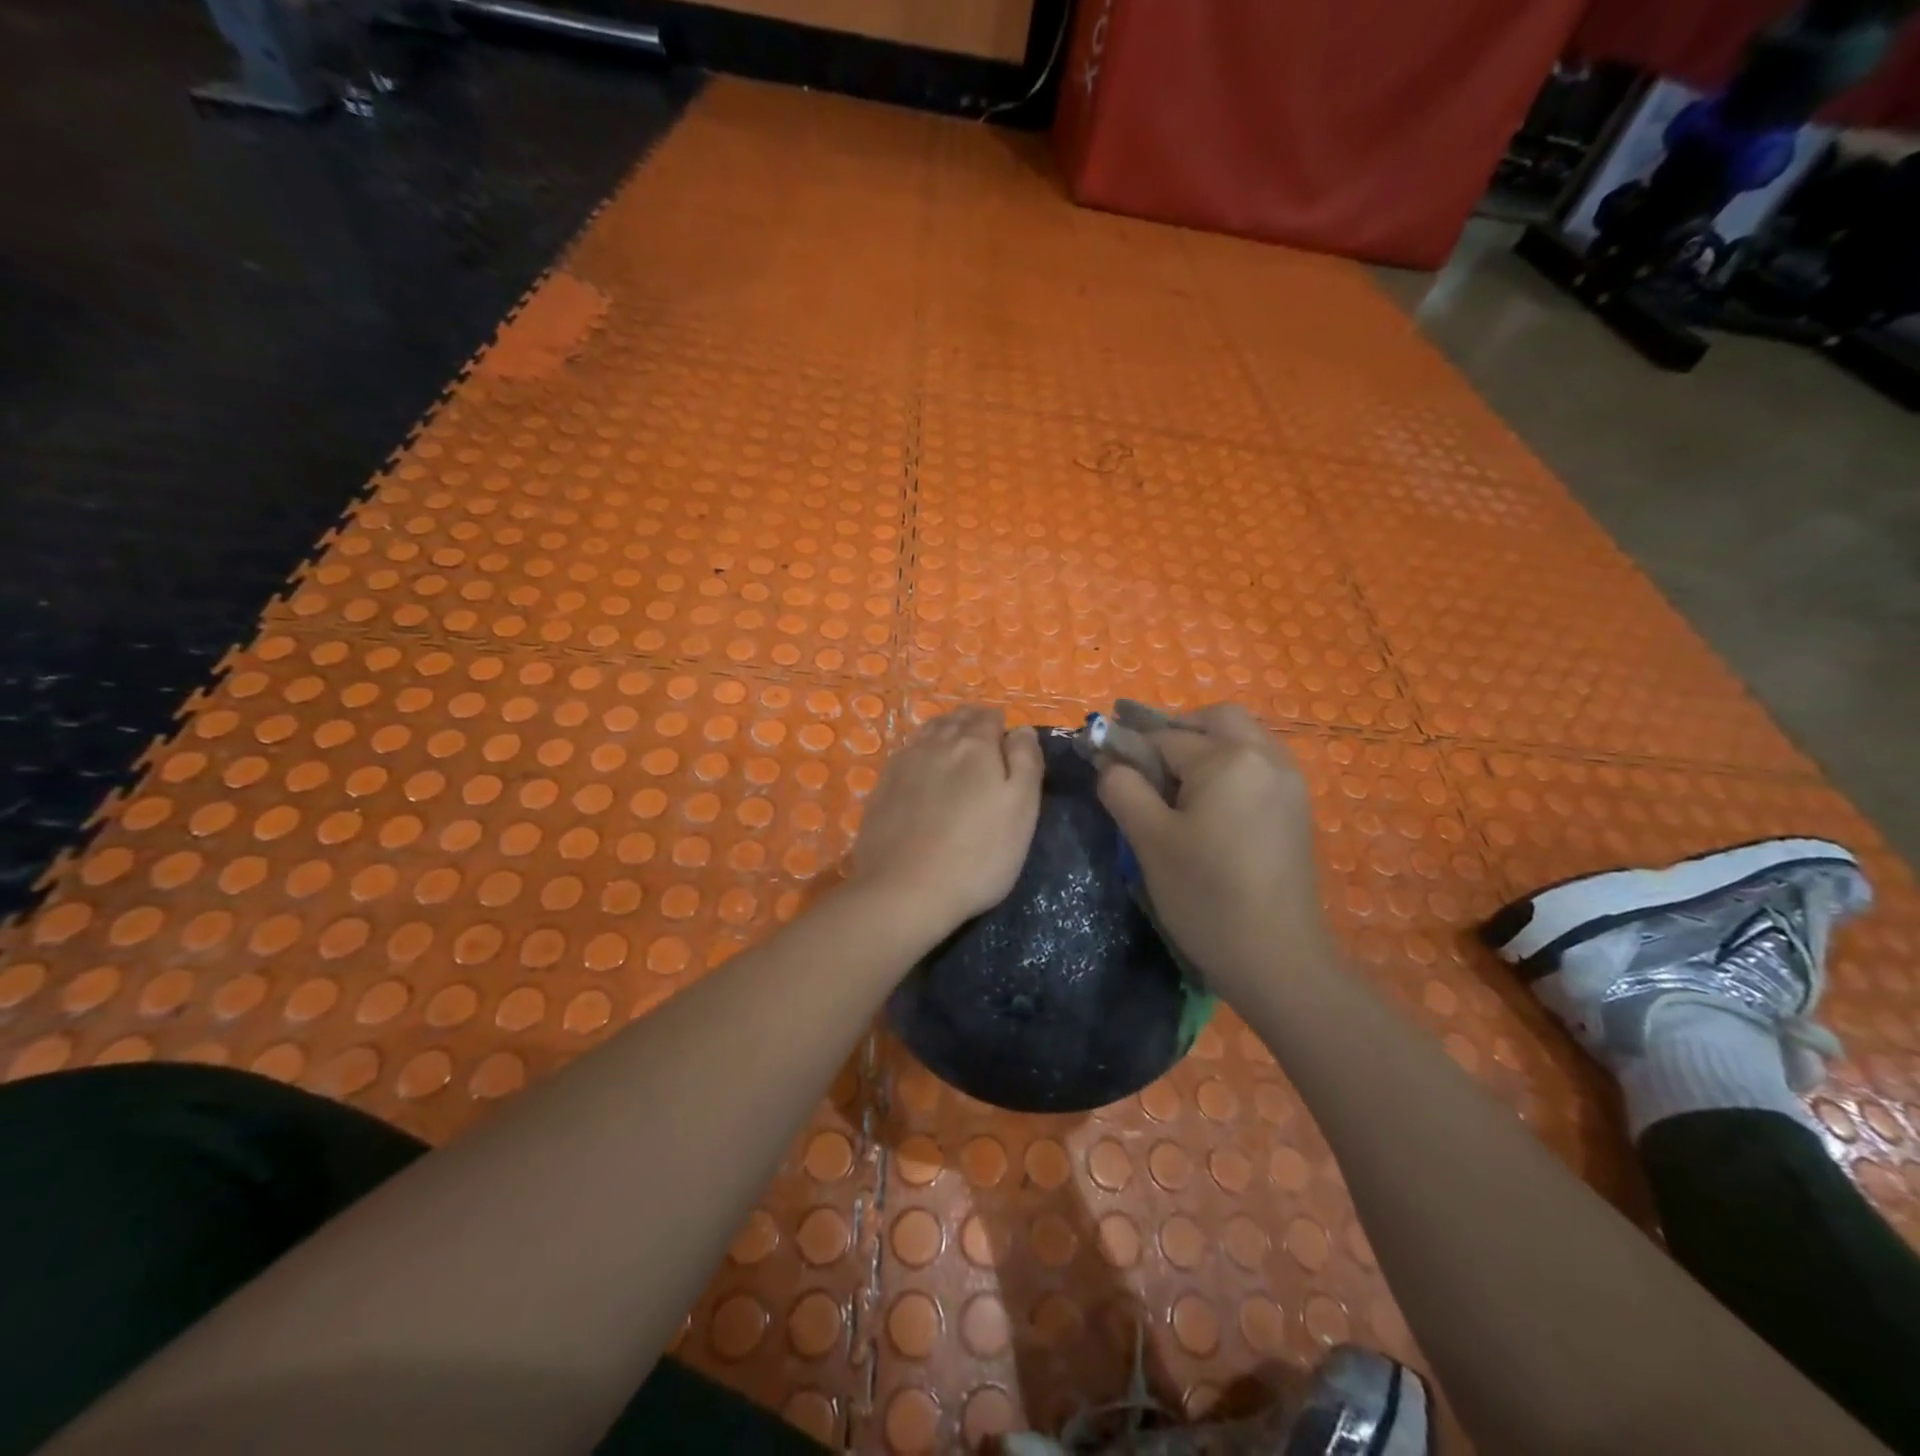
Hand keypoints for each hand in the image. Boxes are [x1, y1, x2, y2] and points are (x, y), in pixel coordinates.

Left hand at [851, 706, 1043, 938]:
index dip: (1002, 727)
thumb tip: (1021, 729)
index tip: (1009, 745)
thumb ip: (1026, 761)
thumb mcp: (1022, 809)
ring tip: (956, 753)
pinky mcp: (881, 788)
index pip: (990, 717)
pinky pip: (906, 755)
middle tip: (986, 746)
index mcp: (975, 744)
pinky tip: (924, 773)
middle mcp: (935, 743)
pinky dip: (921, 754)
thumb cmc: (978, 854)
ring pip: (928, 733)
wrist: (904, 891)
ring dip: (945, 734)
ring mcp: (903, 764)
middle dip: (973, 725)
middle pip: (957, 720)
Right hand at [1095, 704, 1333, 999]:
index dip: (1129, 747)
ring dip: (1205, 746)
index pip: (1165, 737)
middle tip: (1146, 764)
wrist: (1277, 959)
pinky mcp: (1296, 807)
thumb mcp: (1149, 840)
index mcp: (1228, 759)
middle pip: (1214, 719)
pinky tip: (1209, 805)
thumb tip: (1109, 762)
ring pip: (1241, 738)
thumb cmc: (1206, 897)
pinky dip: (1229, 766)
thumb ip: (1123, 788)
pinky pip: (1258, 764)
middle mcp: (1266, 757)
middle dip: (1175, 731)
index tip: (1102, 760)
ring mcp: (1289, 781)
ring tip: (1174, 785)